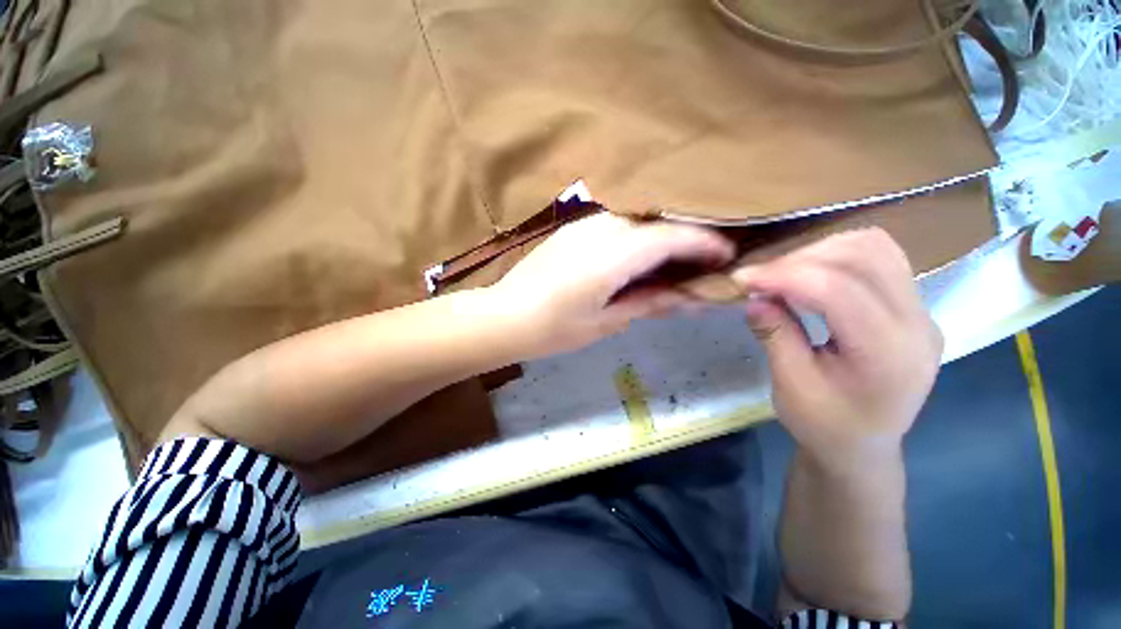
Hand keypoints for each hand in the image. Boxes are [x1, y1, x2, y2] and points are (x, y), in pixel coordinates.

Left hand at [490, 213, 733, 357]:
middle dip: (688, 239)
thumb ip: (650, 302)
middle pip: (658, 224)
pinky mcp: (575, 228)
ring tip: (675, 262)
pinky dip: (639, 237)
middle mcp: (603, 227)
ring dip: (662, 237)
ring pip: (639, 222)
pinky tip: (640, 258)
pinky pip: (619, 225)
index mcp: (614, 254)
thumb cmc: (555, 327)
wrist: (505, 315)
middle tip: (704, 262)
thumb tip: (690, 297)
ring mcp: (586, 224)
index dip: (705, 243)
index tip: (727, 255)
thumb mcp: (607, 321)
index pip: (672, 237)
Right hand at [733, 229, 941, 469]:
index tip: (743, 279)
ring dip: (819, 252)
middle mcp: (917, 324)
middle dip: (800, 260)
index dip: (785, 275)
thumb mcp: (790, 387)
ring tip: (784, 274)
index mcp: (889, 356)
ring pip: (874, 248)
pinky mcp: (912, 306)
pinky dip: (836, 256)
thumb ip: (775, 336)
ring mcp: (921, 311)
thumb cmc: (825, 426)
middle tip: (760, 279)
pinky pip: (879, 258)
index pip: (839, 290)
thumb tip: (754, 297)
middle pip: (863, 257)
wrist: (863, 445)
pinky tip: (810, 275)